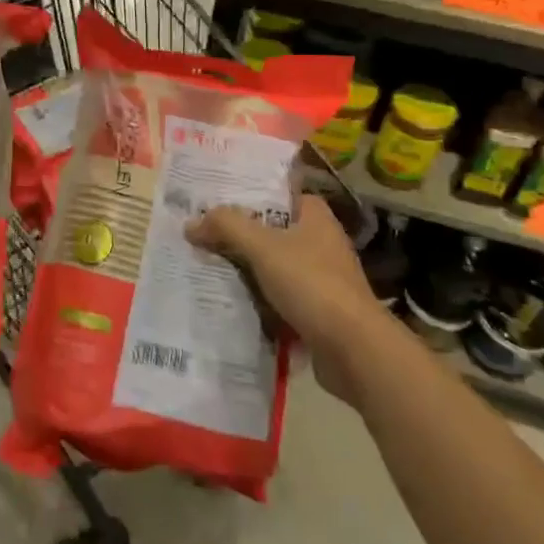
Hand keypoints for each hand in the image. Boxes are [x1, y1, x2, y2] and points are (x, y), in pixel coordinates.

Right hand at [187, 194, 380, 402]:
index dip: (248, 194)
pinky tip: (227, 300)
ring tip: (205, 265)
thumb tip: (191, 224)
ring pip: (272, 266)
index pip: (278, 193)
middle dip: (238, 234)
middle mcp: (320, 242)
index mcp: (315, 217)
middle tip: (200, 233)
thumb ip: (226, 227)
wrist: (353, 350)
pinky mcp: (316, 311)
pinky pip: (277, 297)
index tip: (215, 199)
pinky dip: (256, 299)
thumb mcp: (262, 246)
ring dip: (244, 269)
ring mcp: (320, 279)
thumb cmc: (311, 283)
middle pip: (270, 230)